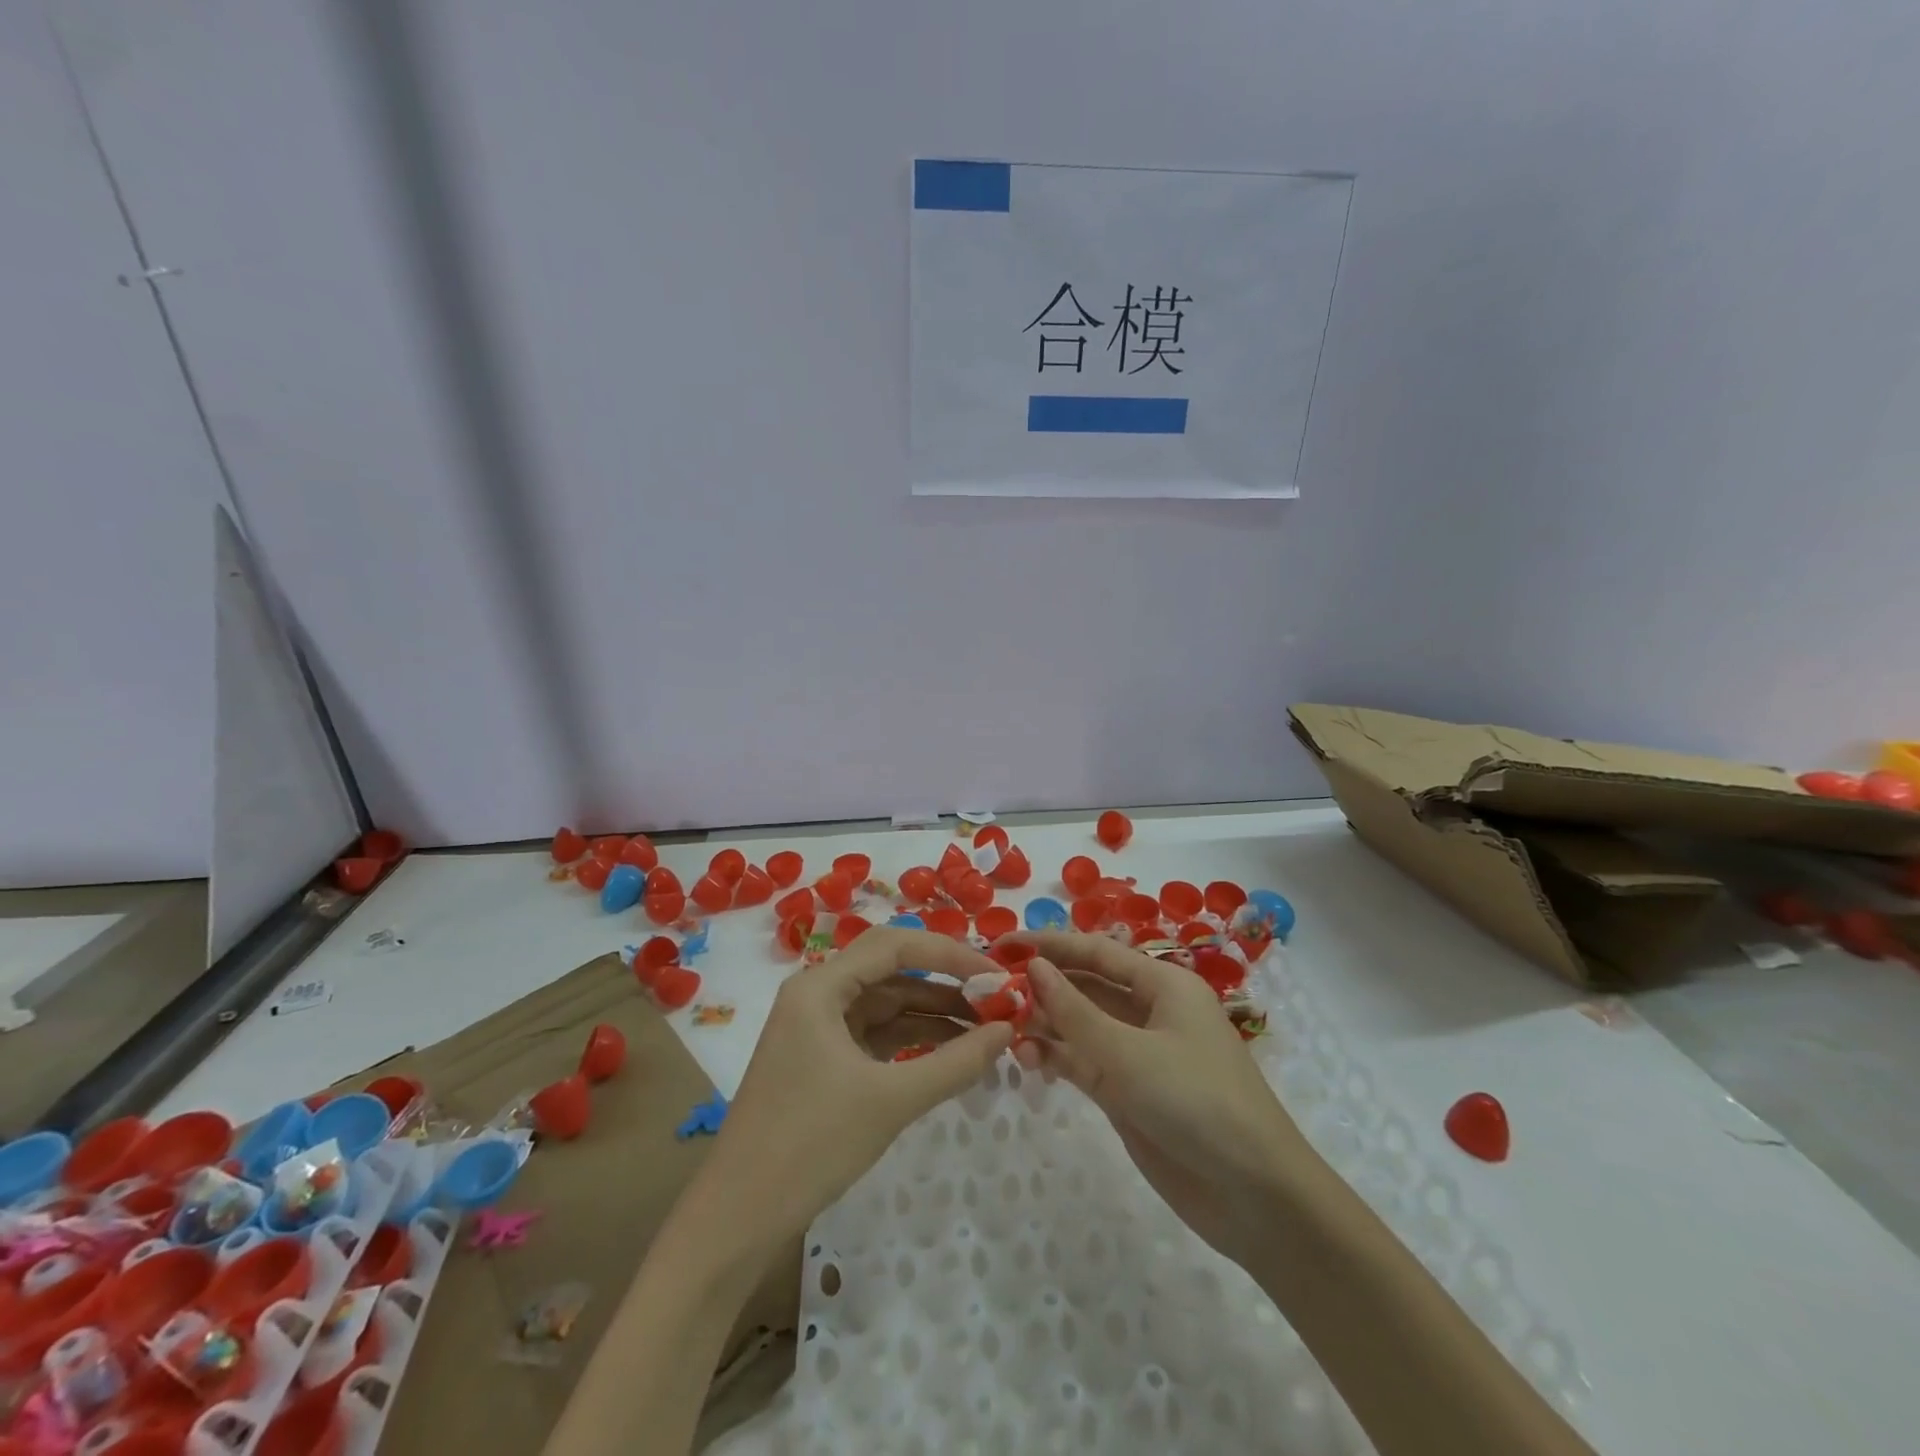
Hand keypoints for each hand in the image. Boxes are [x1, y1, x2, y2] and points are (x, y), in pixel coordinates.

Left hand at [698, 928, 1013, 1247]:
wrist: (738, 1219)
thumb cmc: (811, 1144)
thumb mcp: (891, 1100)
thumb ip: (955, 1062)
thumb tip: (1008, 1030)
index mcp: (820, 986)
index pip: (894, 945)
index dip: (948, 954)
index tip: (996, 975)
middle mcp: (817, 995)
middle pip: (891, 970)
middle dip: (945, 983)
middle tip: (997, 1000)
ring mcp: (819, 1028)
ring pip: (886, 1004)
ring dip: (933, 1014)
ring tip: (987, 1029)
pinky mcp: (824, 1060)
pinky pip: (877, 1035)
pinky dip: (914, 1040)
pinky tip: (953, 1053)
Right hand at [1012, 932, 1318, 1269]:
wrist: (1255, 1196)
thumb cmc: (1196, 1102)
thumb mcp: (1128, 1053)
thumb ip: (1074, 1011)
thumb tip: (1034, 967)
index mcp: (1163, 985)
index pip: (1096, 952)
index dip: (1049, 945)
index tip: (1001, 945)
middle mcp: (1150, 1012)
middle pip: (1087, 986)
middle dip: (1042, 985)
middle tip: (989, 989)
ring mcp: (1139, 1055)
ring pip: (1081, 1026)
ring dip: (1044, 1024)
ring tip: (1001, 1028)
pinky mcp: (1130, 1094)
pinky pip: (1085, 1063)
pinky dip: (1057, 1059)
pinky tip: (1026, 1060)